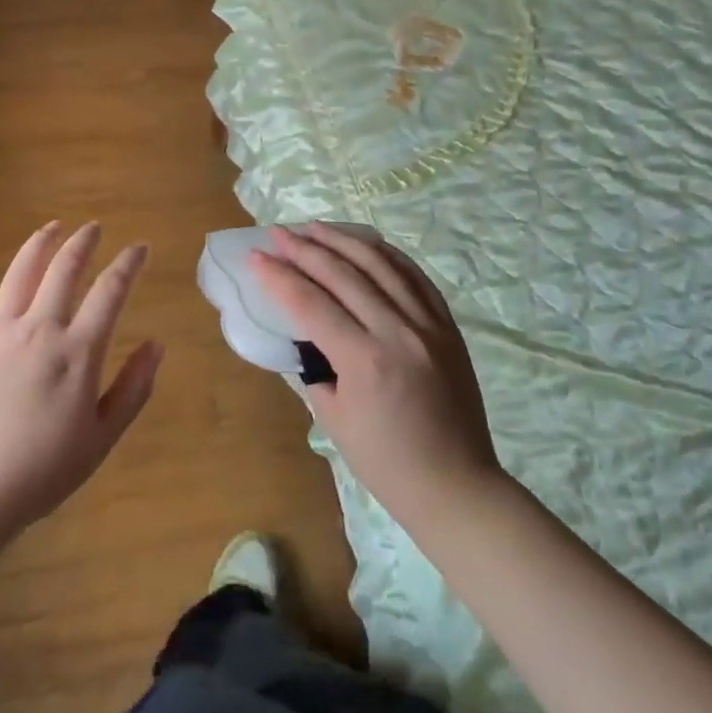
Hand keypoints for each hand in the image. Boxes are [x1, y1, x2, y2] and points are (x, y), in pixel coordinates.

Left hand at [0, 221, 161, 541]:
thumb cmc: (39, 475)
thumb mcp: (101, 440)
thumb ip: (132, 389)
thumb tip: (156, 344)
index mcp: (77, 353)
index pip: (110, 292)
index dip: (128, 265)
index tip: (139, 248)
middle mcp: (38, 329)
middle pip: (64, 270)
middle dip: (83, 243)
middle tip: (94, 227)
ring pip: (20, 272)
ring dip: (39, 244)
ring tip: (53, 227)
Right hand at [250, 224, 499, 525]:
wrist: (455, 486)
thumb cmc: (385, 462)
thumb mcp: (332, 419)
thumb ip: (315, 366)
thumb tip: (304, 332)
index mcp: (365, 361)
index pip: (311, 303)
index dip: (279, 276)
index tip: (255, 256)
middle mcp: (398, 332)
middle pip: (343, 274)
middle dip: (304, 248)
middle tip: (277, 233)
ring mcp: (429, 325)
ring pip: (381, 265)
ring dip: (343, 240)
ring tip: (315, 227)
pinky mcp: (448, 327)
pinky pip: (415, 277)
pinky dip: (387, 255)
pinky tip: (366, 244)